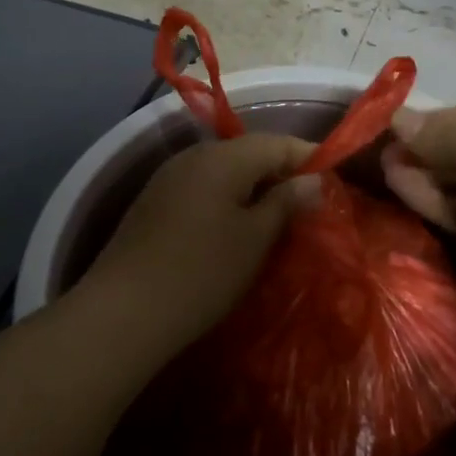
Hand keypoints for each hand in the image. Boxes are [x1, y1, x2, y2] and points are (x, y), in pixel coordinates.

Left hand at [86, 133, 319, 347]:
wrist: (121, 313)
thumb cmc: (201, 273)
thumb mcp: (254, 239)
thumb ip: (286, 203)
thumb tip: (313, 181)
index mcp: (223, 158)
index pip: (277, 142)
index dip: (308, 157)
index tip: (334, 179)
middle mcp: (194, 156)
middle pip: (248, 152)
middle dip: (281, 172)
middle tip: (308, 202)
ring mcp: (169, 178)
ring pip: (224, 170)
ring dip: (253, 187)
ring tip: (276, 216)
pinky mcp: (153, 203)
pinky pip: (202, 187)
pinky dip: (227, 199)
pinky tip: (234, 227)